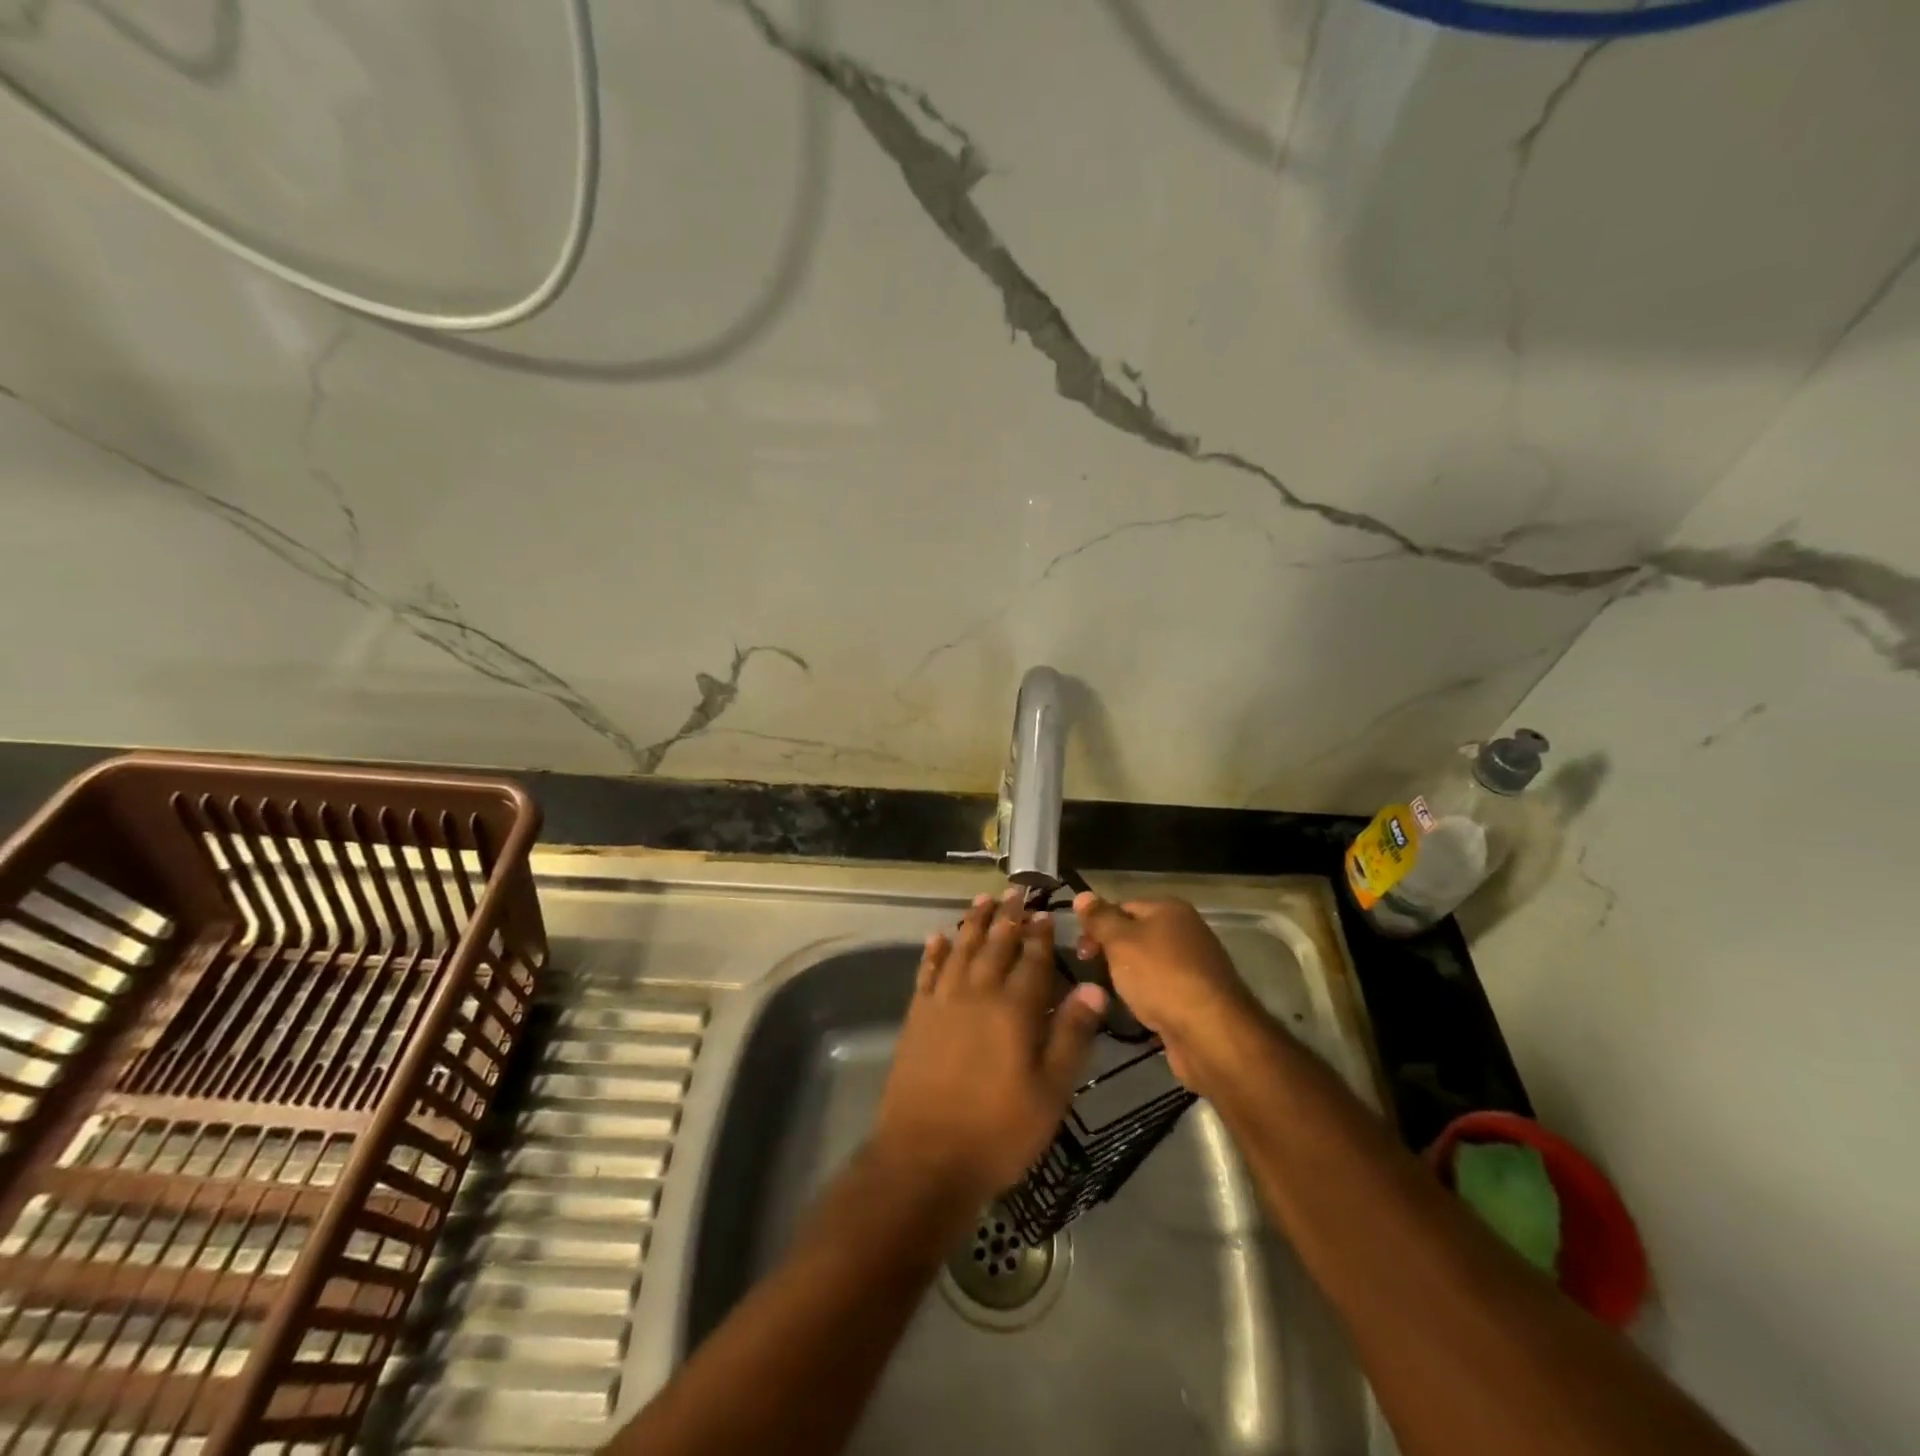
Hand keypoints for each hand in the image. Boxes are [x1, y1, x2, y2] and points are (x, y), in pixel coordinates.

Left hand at [872, 889, 1107, 1213]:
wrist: (925, 1156)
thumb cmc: (998, 1130)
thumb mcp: (1051, 1091)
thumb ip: (1072, 1035)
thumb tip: (1094, 987)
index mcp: (1015, 1009)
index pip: (1032, 960)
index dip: (1039, 934)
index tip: (1044, 911)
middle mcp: (978, 993)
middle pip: (995, 945)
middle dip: (1008, 917)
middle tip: (1015, 890)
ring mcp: (943, 1002)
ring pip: (961, 949)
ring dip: (973, 923)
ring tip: (982, 900)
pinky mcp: (917, 1016)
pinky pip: (927, 972)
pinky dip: (935, 952)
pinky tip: (938, 937)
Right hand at [1070, 892, 1259, 1086]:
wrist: (1210, 1033)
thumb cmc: (1161, 977)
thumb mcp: (1120, 941)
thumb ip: (1100, 919)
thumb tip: (1081, 895)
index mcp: (1171, 910)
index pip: (1123, 907)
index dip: (1098, 925)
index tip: (1081, 951)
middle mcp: (1187, 932)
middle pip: (1137, 936)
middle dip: (1111, 954)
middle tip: (1091, 974)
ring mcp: (1195, 967)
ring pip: (1148, 967)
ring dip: (1128, 980)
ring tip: (1110, 996)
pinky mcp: (1198, 1000)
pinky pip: (1163, 992)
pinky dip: (1147, 1000)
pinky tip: (1136, 1014)